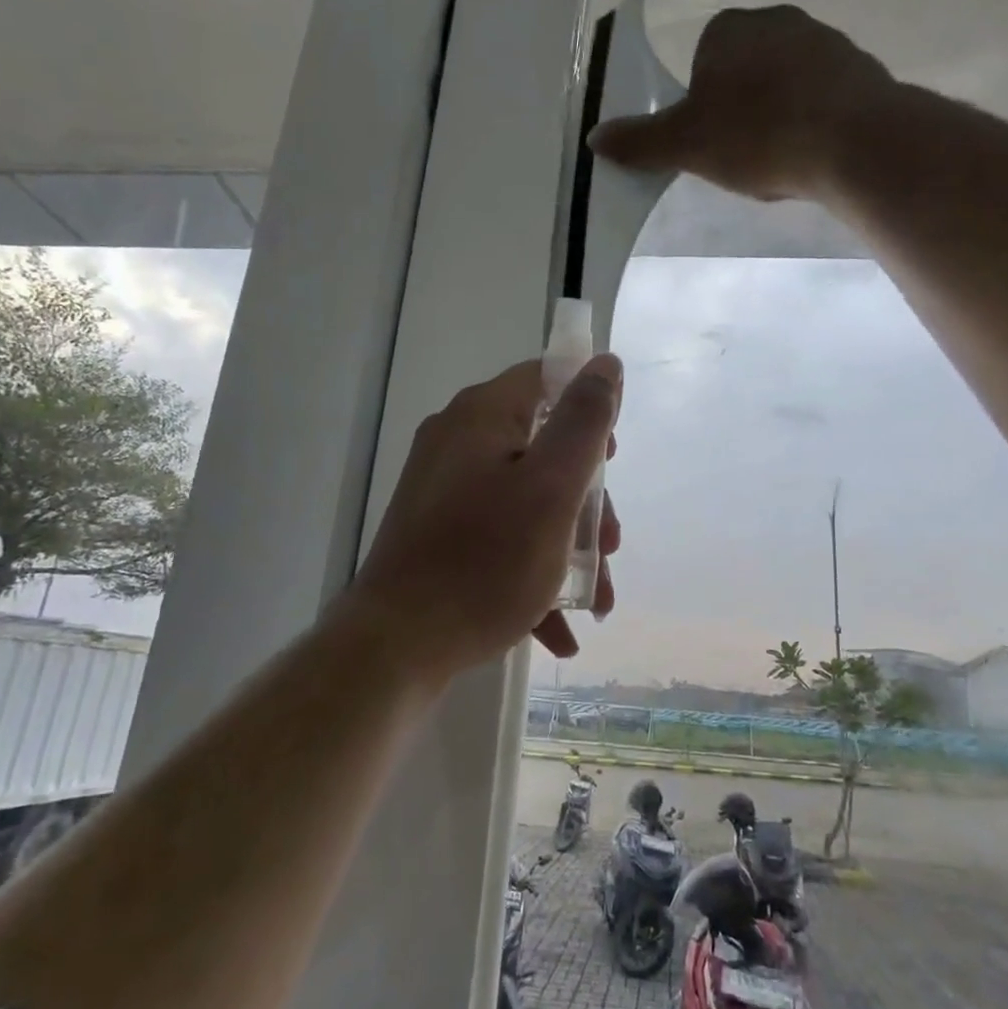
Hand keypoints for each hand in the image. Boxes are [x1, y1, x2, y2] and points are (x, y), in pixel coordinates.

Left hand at [346, 354, 622, 674]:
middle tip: (608, 546)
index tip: (612, 458)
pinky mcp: (436, 533)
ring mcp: (442, 490)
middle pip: (541, 447)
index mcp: (481, 416)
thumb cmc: (486, 561)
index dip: (588, 408)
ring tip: (595, 600)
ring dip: (567, 545)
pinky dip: (532, 570)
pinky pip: (498, 535)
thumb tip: (605, 363)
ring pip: (525, 500)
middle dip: (586, 500)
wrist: (395, 646)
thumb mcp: (552, 487)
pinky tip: (558, 629)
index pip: (546, 379)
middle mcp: (456, 442)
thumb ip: (584, 422)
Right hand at [588, 4, 896, 202]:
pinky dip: (813, 122)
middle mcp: (778, 20)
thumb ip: (640, 142)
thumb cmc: (758, 136)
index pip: (701, 62)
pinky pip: (822, 98)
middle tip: (742, 154)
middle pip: (744, 72)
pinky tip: (812, 154)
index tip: (710, 141)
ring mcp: (825, 40)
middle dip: (739, 110)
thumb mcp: (686, 145)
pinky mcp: (861, 69)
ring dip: (777, 117)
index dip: (701, 105)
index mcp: (729, 29)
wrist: (853, 141)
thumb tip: (595, 139)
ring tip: (780, 160)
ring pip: (785, 85)